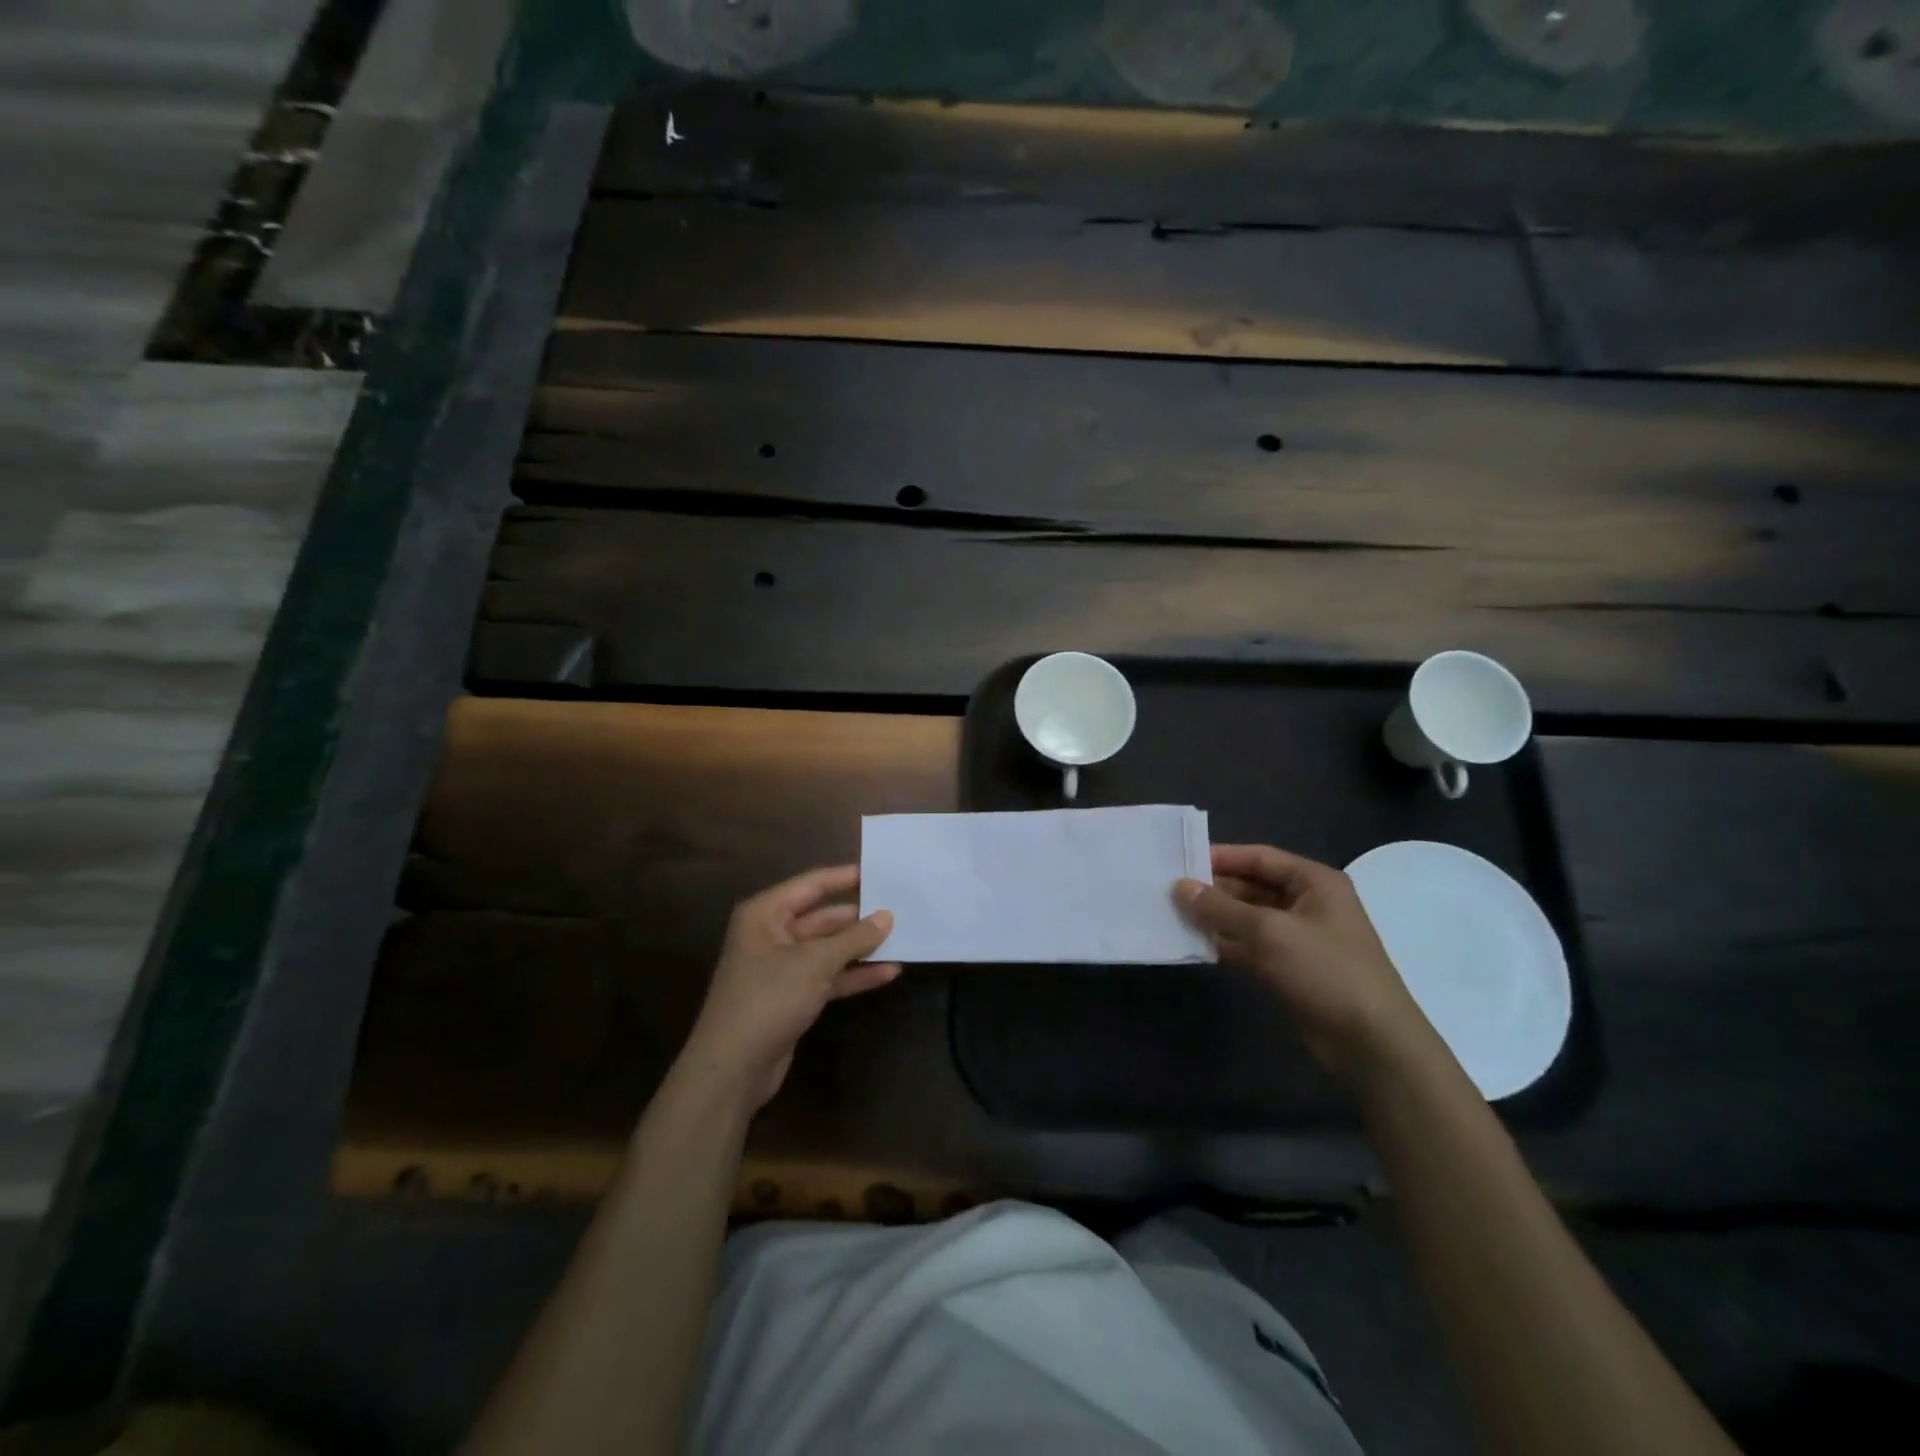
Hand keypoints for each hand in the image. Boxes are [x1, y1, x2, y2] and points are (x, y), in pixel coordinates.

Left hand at [679, 865, 898, 1112]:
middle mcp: (772, 934)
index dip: (846, 877)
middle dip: (859, 916)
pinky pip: (829, 976)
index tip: (882, 872)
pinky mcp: (793, 996)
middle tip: (900, 907)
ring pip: (829, 948)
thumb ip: (854, 938)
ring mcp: (783, 967)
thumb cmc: (768, 999)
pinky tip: (888, 972)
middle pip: (822, 916)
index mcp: (766, 914)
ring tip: (902, 937)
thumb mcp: (815, 963)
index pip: (812, 884)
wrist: (733, 1068)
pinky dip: (854, 974)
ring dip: (861, 947)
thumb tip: (888, 915)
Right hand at [1176, 844, 1435, 1082]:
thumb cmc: (1325, 970)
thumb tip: (1180, 886)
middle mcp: (1307, 904)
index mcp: (1314, 882)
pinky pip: (1250, 947)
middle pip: (1252, 887)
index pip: (1259, 857)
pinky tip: (1194, 945)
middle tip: (1169, 892)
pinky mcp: (1290, 969)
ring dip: (1216, 919)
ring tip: (1172, 916)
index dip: (1220, 857)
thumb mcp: (1269, 931)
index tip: (1180, 861)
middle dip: (1214, 890)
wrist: (1370, 1042)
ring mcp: (1299, 938)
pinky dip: (1226, 945)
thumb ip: (1221, 907)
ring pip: (1248, 919)